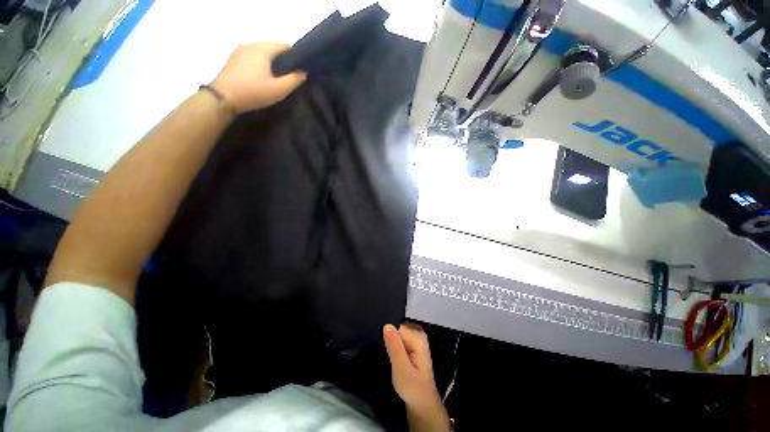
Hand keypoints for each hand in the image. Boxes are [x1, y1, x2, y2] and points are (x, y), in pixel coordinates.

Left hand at [211, 42, 305, 113]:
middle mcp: (251, 44)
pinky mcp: (233, 57)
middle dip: (282, 58)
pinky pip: (252, 55)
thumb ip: (294, 80)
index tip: (299, 69)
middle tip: (288, 75)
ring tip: (275, 76)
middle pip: (272, 46)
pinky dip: (259, 61)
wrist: (223, 97)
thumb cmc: (254, 92)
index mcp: (263, 49)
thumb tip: (303, 72)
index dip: (294, 56)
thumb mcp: (279, 90)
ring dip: (270, 60)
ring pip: (261, 50)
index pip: (284, 45)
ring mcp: (240, 49)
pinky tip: (261, 75)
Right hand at [384, 323, 450, 430]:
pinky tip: (392, 357)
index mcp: (418, 336)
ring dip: (390, 344)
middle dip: (389, 339)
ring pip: (396, 332)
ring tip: (389, 358)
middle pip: (396, 327)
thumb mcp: (401, 369)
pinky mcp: (412, 343)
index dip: (388, 336)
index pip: (396, 325)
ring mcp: (416, 337)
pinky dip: (393, 346)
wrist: (422, 403)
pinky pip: (398, 337)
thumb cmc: (412, 388)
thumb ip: (394, 347)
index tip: (385, 350)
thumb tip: (387, 325)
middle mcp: (418, 332)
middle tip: (388, 356)